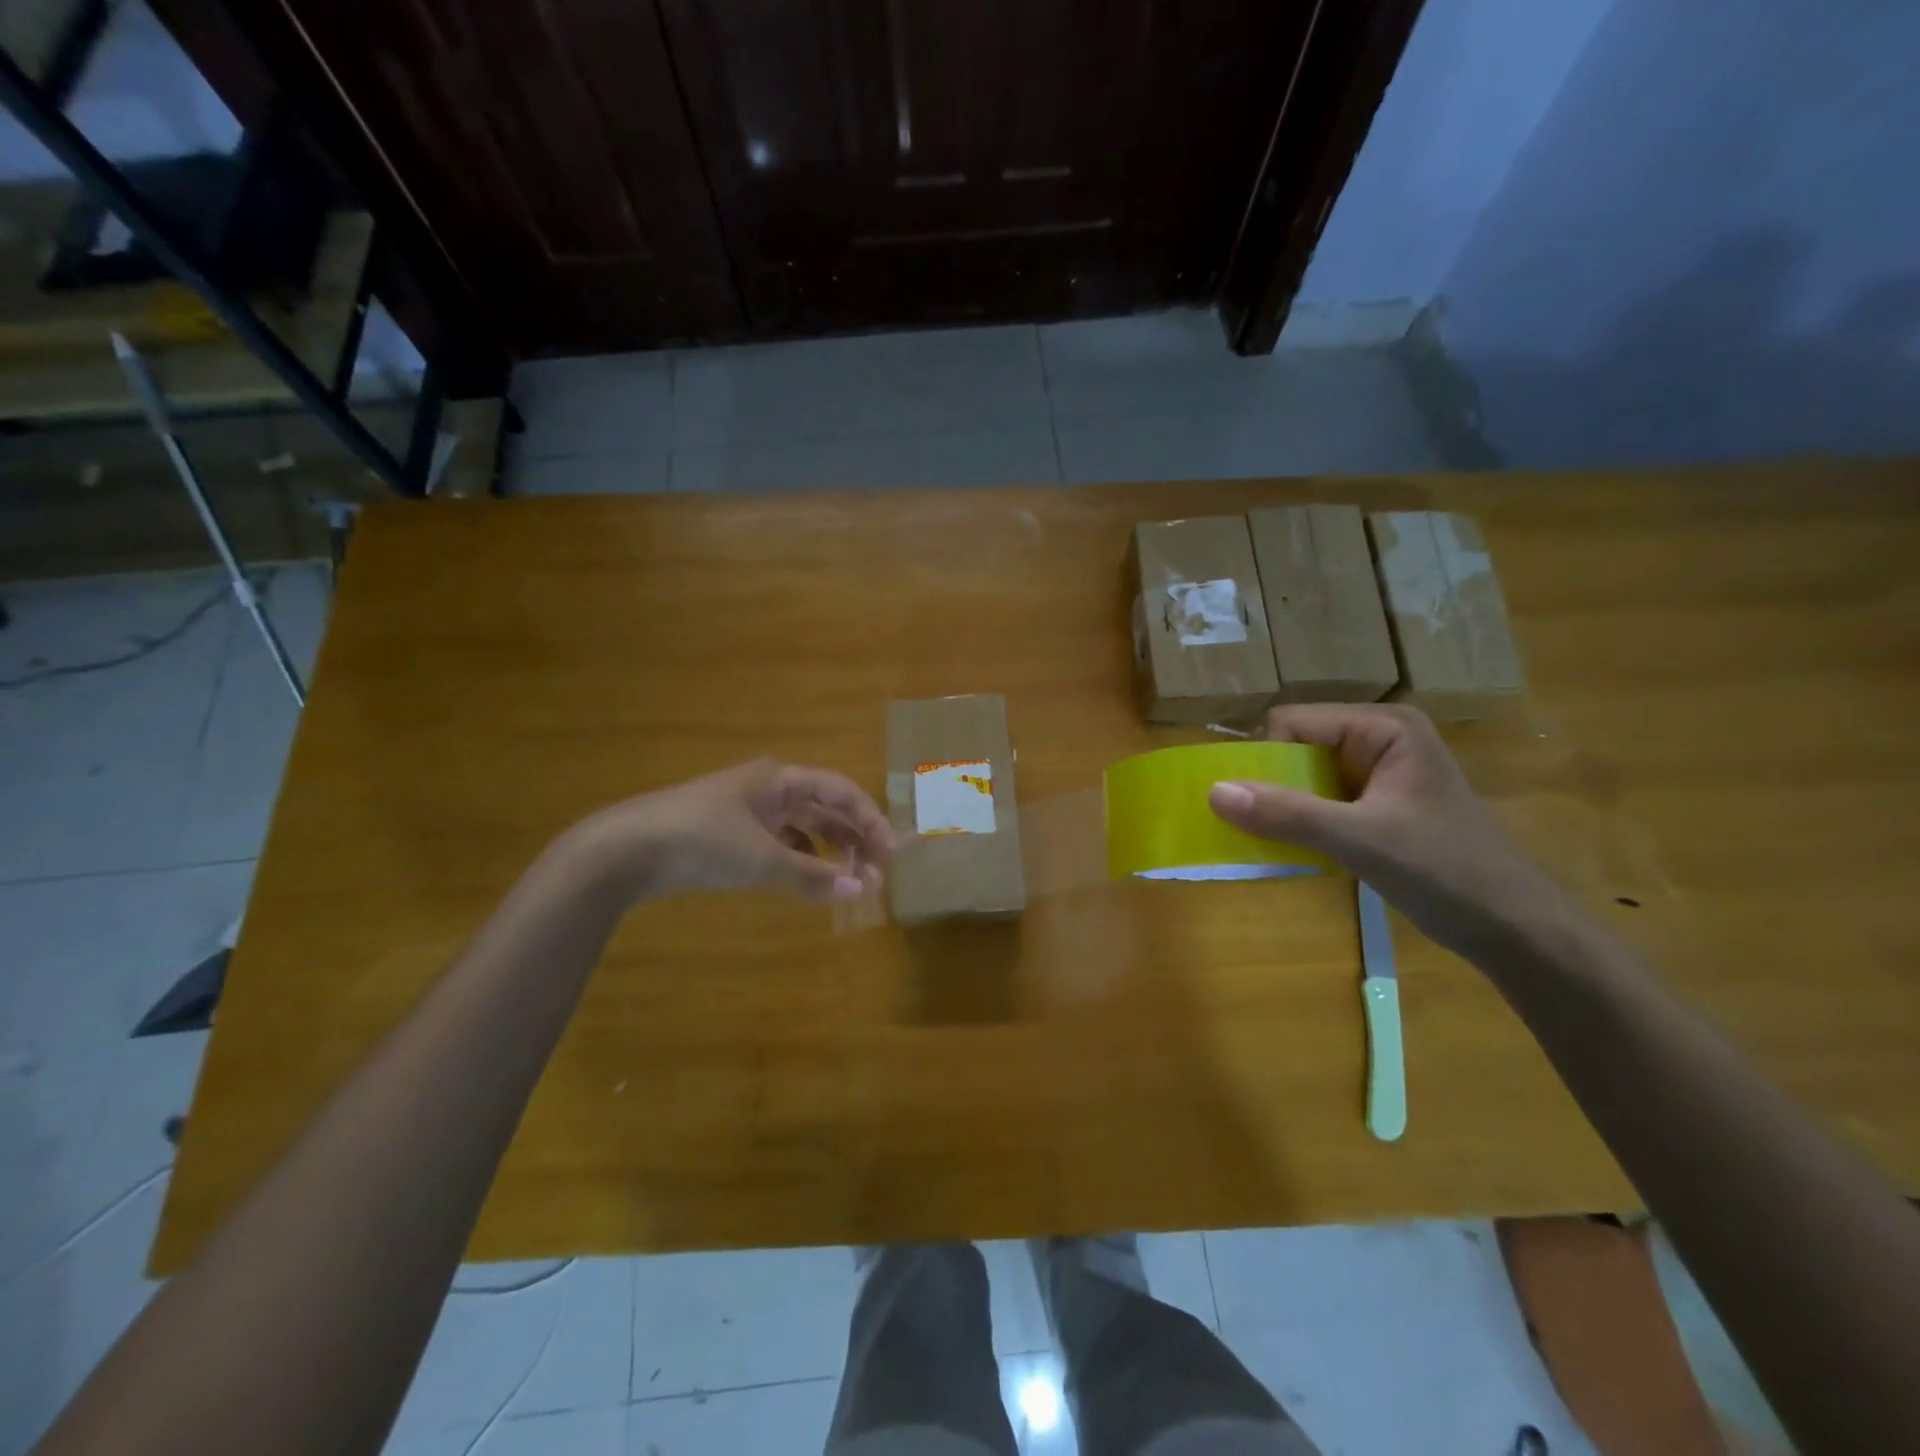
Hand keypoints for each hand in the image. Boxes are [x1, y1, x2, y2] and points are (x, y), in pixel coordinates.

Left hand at [576, 759, 894, 905]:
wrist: (624, 849)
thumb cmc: (701, 840)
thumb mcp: (761, 858)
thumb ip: (812, 875)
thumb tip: (861, 891)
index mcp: (780, 779)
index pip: (841, 791)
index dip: (870, 819)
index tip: (891, 853)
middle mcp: (768, 789)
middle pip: (824, 810)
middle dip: (853, 839)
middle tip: (876, 873)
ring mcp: (746, 812)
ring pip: (802, 829)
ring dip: (828, 853)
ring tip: (848, 882)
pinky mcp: (728, 836)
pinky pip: (778, 845)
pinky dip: (799, 862)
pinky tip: (808, 883)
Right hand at [1207, 705, 1571, 957]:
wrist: (1514, 929)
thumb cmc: (1445, 872)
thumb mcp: (1359, 840)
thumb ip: (1286, 813)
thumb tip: (1212, 792)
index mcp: (1384, 727)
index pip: (1293, 722)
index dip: (1263, 757)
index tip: (1247, 803)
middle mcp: (1379, 738)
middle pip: (1296, 745)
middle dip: (1270, 782)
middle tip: (1255, 824)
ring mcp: (1379, 772)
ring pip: (1304, 774)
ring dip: (1283, 804)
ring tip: (1271, 838)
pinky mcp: (1377, 804)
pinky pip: (1320, 798)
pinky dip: (1300, 820)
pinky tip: (1298, 847)